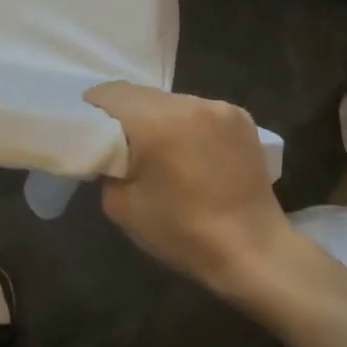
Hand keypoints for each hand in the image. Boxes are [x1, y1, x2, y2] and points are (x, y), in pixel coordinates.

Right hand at [87, 82, 292, 295]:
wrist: (254, 252)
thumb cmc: (183, 233)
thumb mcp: (122, 206)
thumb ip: (107, 167)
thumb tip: (109, 151)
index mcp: (155, 122)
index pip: (110, 94)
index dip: (94, 108)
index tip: (91, 130)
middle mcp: (187, 103)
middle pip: (141, 94)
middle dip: (127, 114)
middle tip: (123, 144)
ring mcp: (219, 107)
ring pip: (170, 101)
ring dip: (159, 118)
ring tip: (163, 151)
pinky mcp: (241, 117)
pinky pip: (199, 110)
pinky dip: (188, 125)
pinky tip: (193, 153)